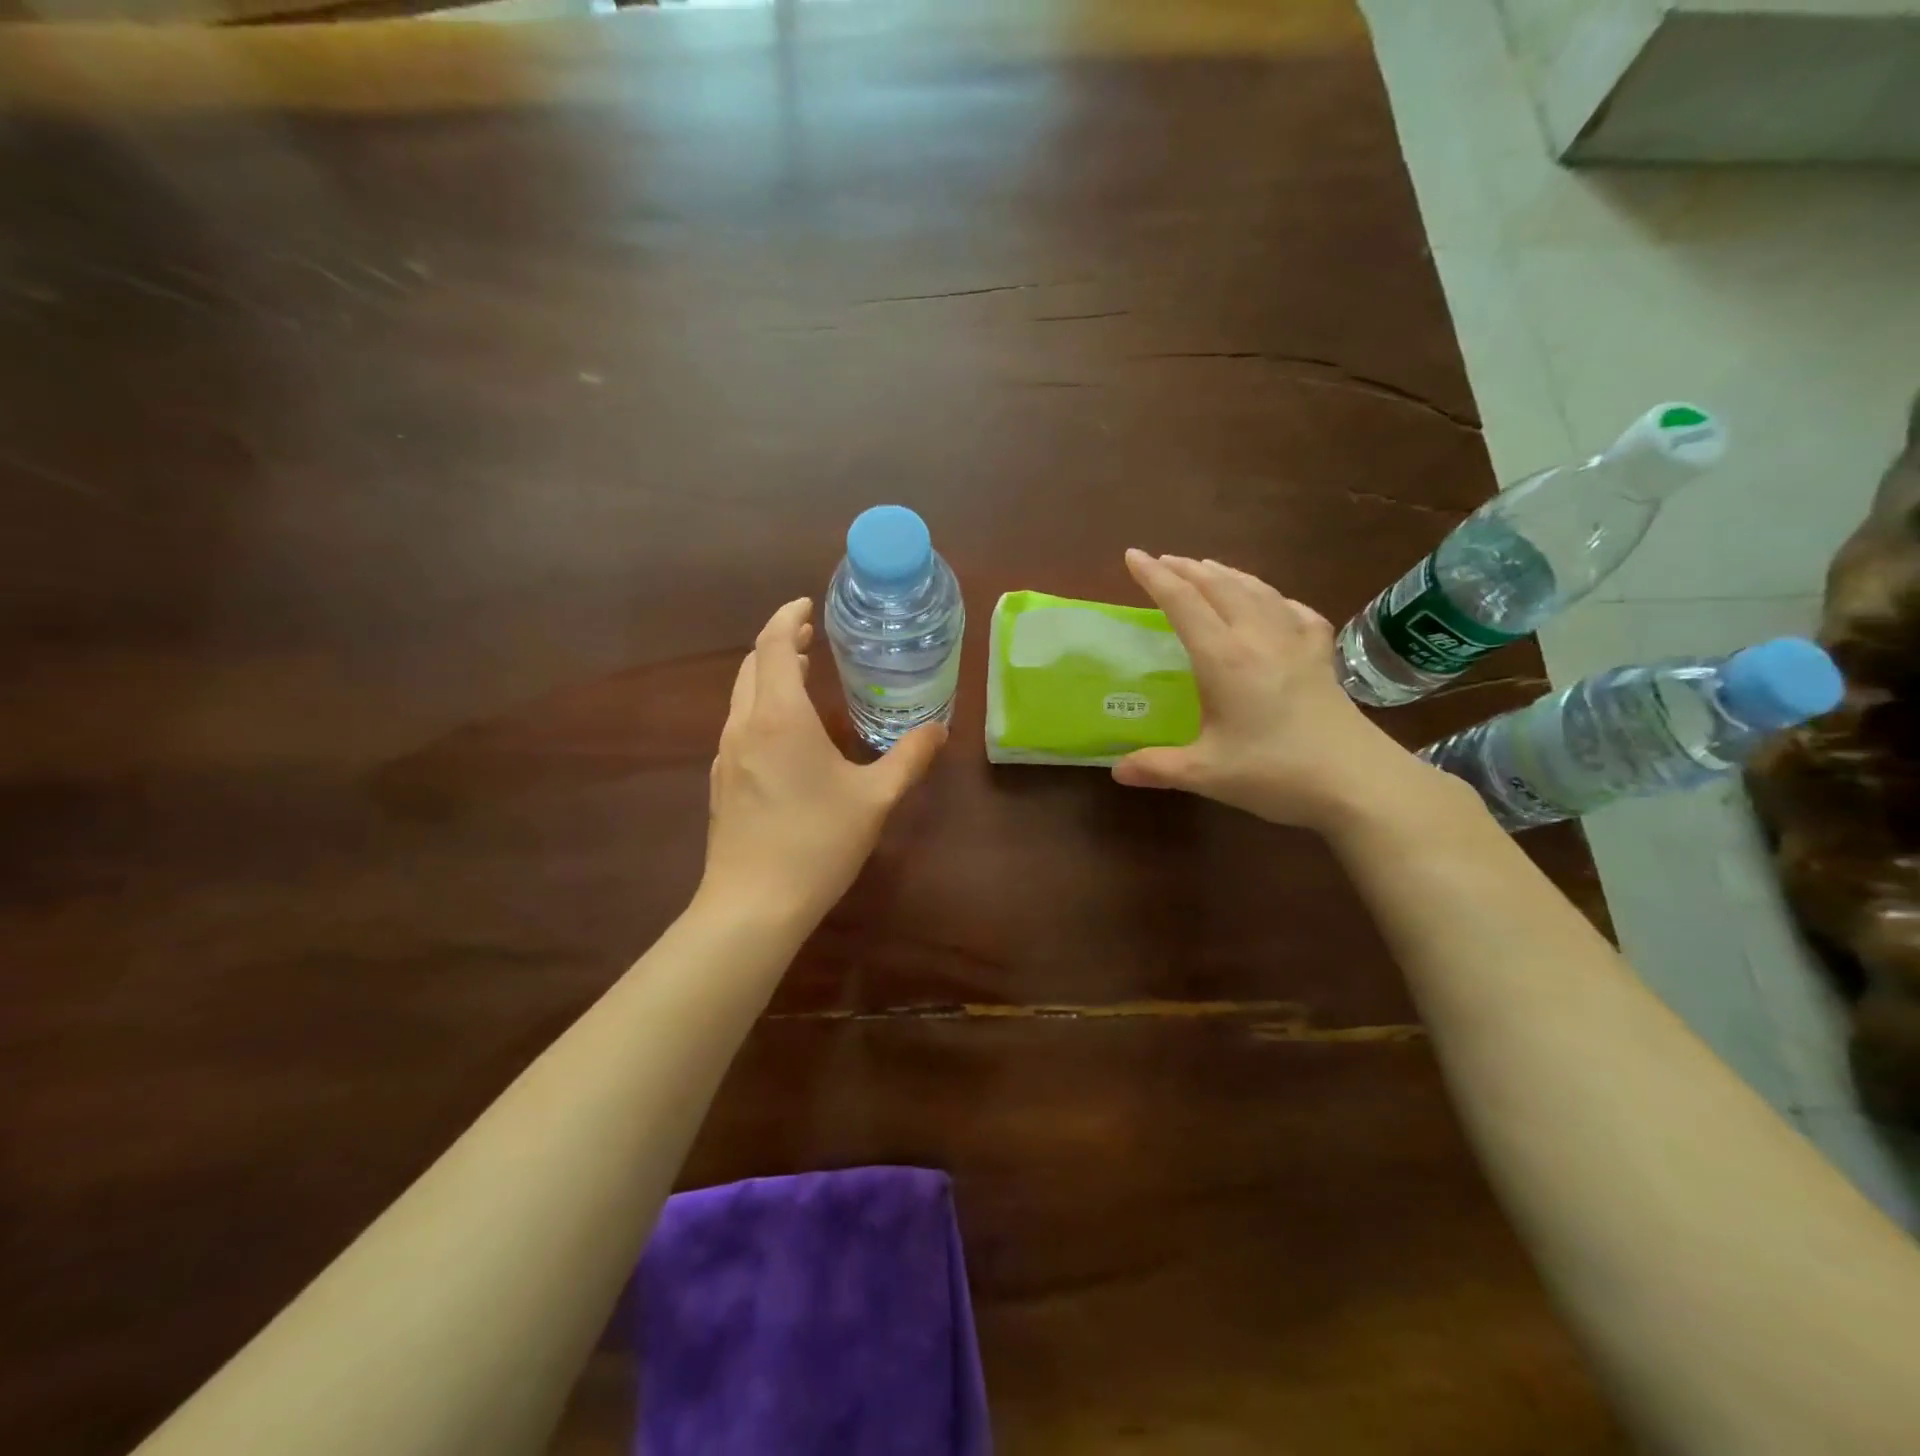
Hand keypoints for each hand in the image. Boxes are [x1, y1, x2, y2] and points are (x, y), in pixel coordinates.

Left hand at [701, 598, 946, 924]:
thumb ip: (908, 758)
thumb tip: (938, 729)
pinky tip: (784, 733)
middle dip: (779, 643)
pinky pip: (738, 725)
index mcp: (779, 717)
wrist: (752, 905)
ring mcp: (725, 754)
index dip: (787, 618)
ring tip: (799, 674)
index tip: (807, 606)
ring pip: (741, 696)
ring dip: (767, 676)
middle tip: (810, 638)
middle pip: (752, 666)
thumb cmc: (816, 842)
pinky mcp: (720, 781)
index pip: (772, 645)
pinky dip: (760, 707)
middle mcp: (744, 726)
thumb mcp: (875, 799)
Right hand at [1111, 551, 1438, 834]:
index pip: (1183, 603)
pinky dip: (1272, 597)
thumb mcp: (1206, 773)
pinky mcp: (1321, 656)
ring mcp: (1296, 642)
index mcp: (1224, 658)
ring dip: (1226, 574)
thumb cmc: (1276, 772)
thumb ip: (1157, 767)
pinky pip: (1293, 610)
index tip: (1133, 556)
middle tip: (1163, 561)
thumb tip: (1118, 770)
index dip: (1155, 577)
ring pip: (1257, 590)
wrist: (1358, 782)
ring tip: (1207, 568)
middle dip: (1187, 568)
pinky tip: (1272, 603)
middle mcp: (1258, 637)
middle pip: (1219, 586)